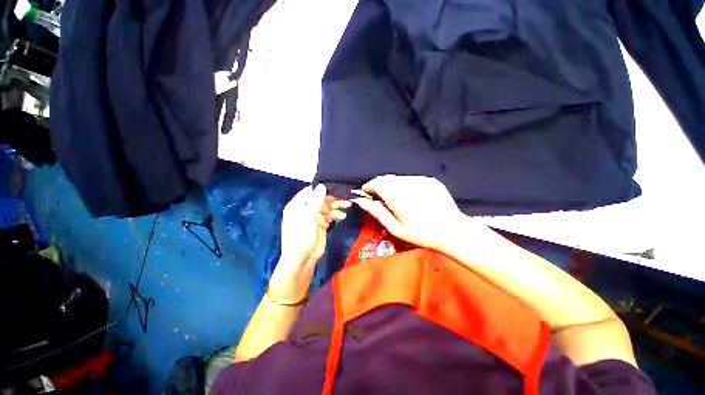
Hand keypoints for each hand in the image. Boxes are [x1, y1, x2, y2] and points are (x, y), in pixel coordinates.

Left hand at [270, 185, 349, 300]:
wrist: (303, 258)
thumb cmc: (301, 236)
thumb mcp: (308, 217)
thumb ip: (315, 201)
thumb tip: (322, 186)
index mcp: (298, 205)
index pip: (311, 191)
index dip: (322, 189)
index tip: (335, 186)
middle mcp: (306, 209)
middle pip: (321, 199)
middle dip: (333, 198)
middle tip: (345, 198)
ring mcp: (314, 217)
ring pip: (327, 207)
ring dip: (337, 206)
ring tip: (347, 205)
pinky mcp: (322, 224)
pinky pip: (330, 216)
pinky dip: (336, 214)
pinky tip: (342, 216)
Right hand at [352, 175, 481, 250]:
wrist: (453, 230)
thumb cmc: (422, 234)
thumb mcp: (396, 229)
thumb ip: (377, 213)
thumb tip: (361, 201)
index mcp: (398, 197)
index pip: (377, 183)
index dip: (369, 187)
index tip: (367, 194)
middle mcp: (408, 184)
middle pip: (386, 178)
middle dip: (379, 186)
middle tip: (380, 199)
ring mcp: (421, 180)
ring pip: (398, 178)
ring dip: (392, 186)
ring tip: (396, 199)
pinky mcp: (430, 180)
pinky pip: (410, 179)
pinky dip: (405, 185)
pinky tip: (411, 197)